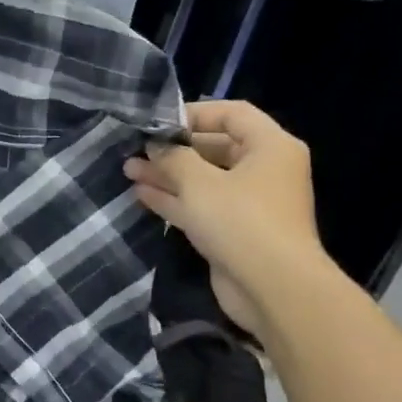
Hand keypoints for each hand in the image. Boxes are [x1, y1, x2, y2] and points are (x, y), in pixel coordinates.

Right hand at [125, 101, 333, 338]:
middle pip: (214, 148)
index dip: (193, 114)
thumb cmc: (240, 221)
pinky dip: (174, 200)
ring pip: (203, 180)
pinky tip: (142, 195)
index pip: (232, 114)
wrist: (272, 288)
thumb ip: (173, 159)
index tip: (156, 123)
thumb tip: (154, 147)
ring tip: (129, 171)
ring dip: (167, 175)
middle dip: (173, 150)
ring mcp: (249, 203)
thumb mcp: (199, 183)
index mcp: (270, 147)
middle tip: (135, 150)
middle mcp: (263, 170)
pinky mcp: (234, 231)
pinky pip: (201, 206)